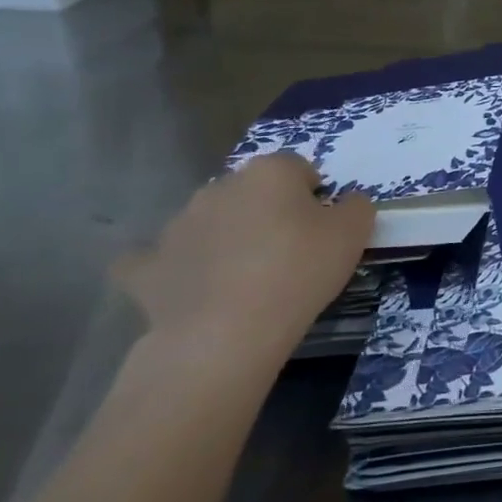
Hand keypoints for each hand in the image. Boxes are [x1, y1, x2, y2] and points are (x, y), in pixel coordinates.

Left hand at [114, 154, 374, 379]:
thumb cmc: (299, 271)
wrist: (225, 333)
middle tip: (290, 251)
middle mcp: (219, 187)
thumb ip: (356, 206)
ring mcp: (176, 225)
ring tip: (248, 278)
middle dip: (267, 212)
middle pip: (252, 192)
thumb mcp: (355, 233)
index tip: (324, 228)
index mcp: (269, 172)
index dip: (315, 196)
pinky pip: (159, 260)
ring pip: (210, 221)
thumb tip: (346, 202)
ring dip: (226, 237)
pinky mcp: (146, 267)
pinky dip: (176, 267)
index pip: (299, 169)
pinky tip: (192, 287)